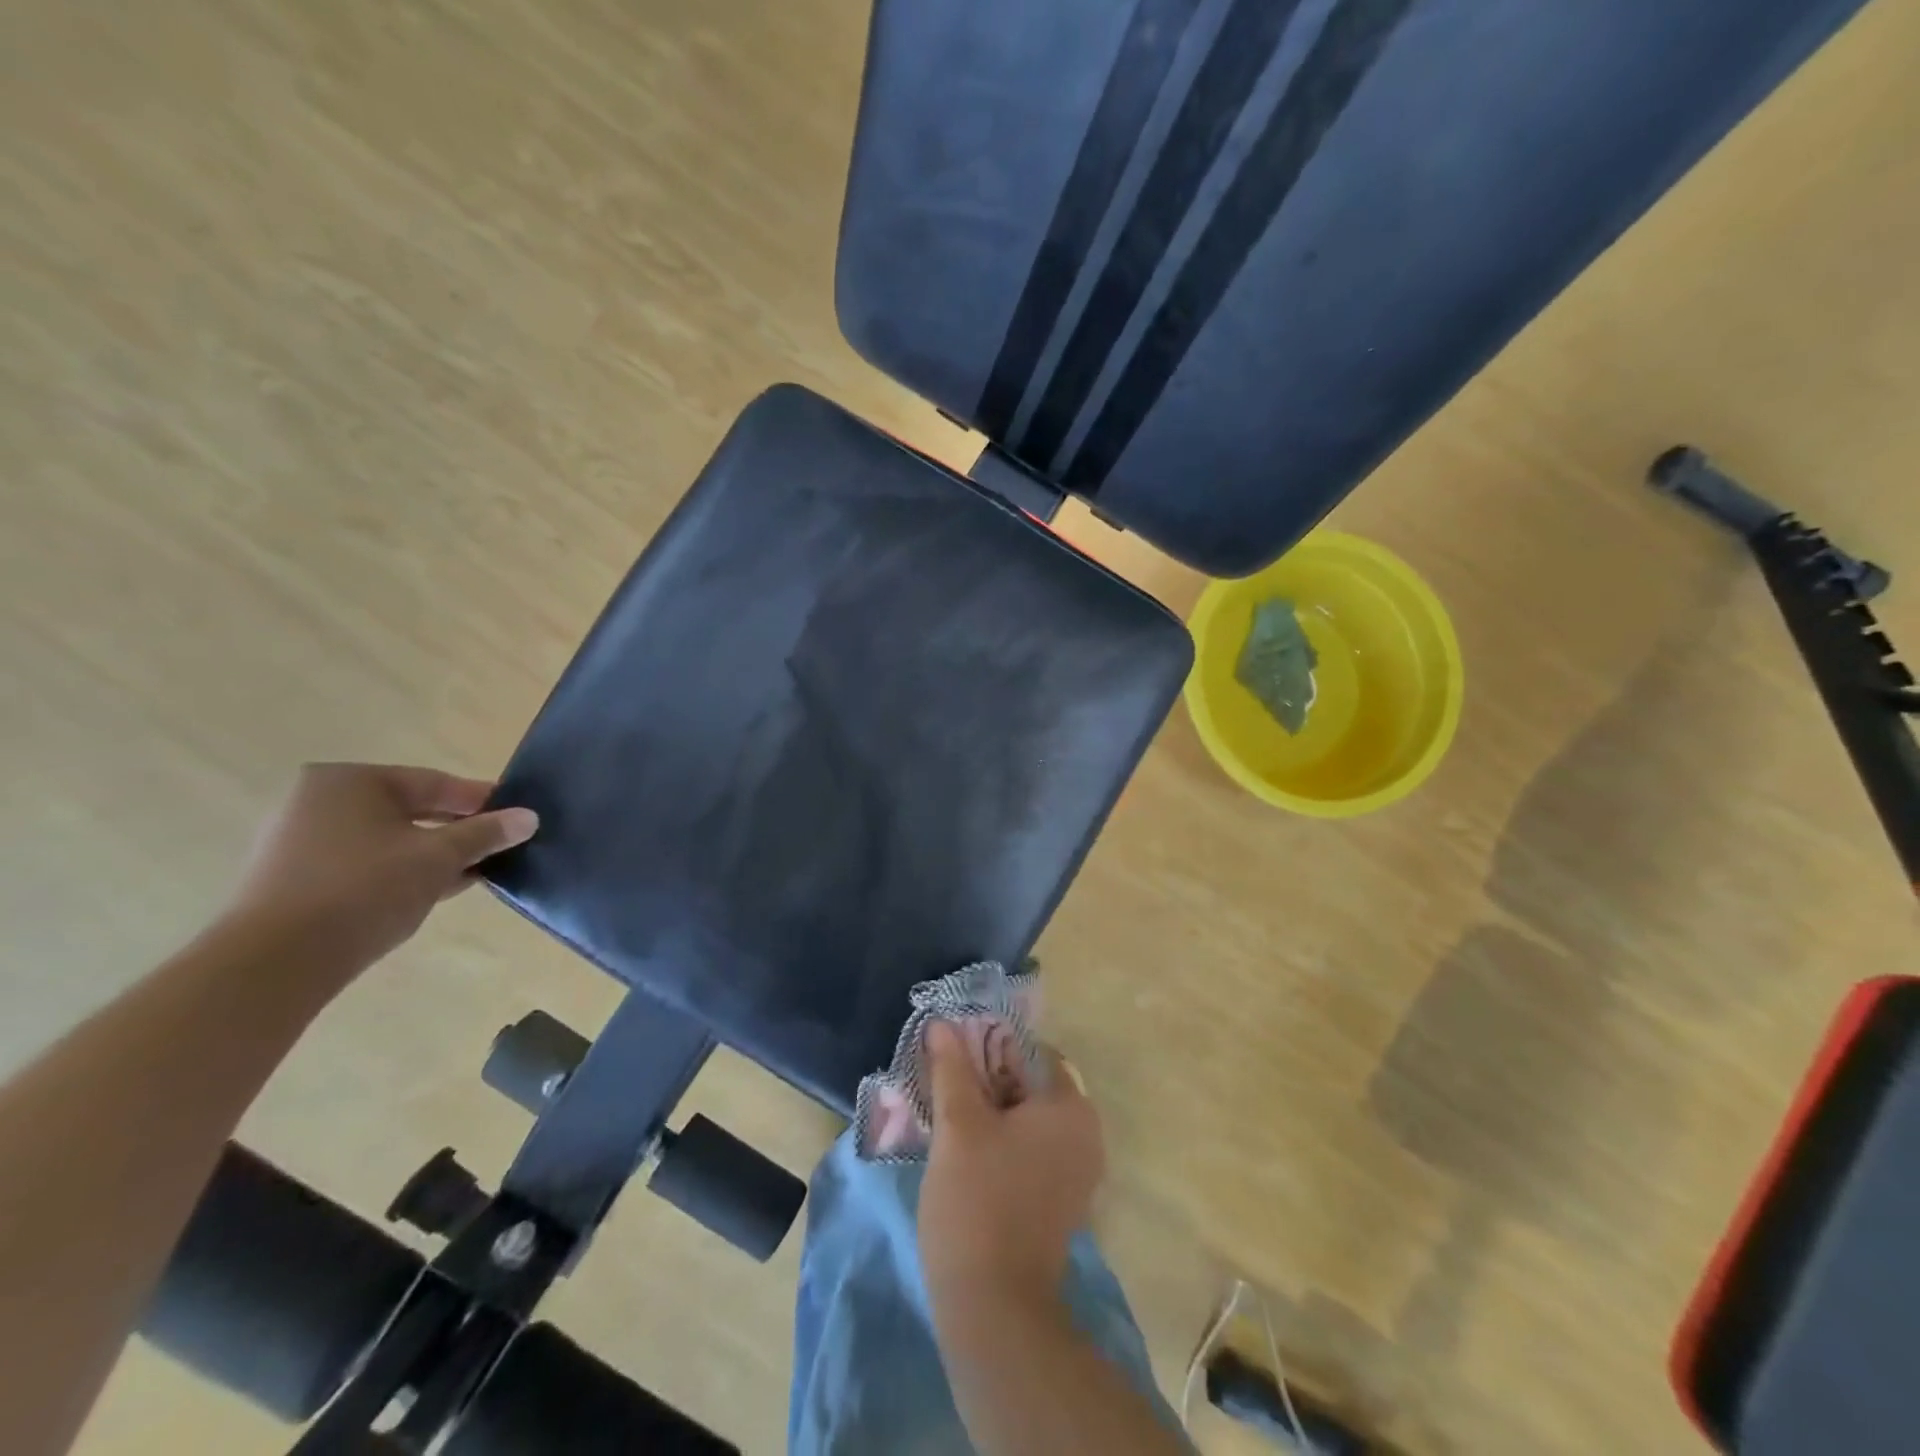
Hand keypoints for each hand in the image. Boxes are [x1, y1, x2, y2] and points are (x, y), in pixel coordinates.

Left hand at [223, 763, 538, 971]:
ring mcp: (300, 843)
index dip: (483, 802)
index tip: (517, 820)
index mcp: (349, 781)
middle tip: (499, 849)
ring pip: (390, 840)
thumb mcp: (439, 857)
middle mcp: (318, 802)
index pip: (436, 783)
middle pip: (411, 810)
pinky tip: (433, 893)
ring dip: (433, 856)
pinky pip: (365, 865)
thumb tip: (530, 817)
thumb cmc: (363, 890)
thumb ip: (486, 833)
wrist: (272, 964)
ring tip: (473, 874)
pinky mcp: (294, 881)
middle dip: (458, 831)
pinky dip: (401, 874)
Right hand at [918, 1021, 1105, 1306]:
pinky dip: (1001, 1140)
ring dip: (988, 1110)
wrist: (995, 1310)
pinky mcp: (1061, 1198)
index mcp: (1070, 1106)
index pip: (1027, 1050)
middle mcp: (1085, 1132)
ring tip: (946, 1115)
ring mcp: (1076, 1169)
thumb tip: (941, 1023)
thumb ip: (951, 1068)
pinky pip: (1029, 1148)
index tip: (949, 1055)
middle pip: (1027, 1083)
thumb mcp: (957, 1125)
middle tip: (942, 1084)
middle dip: (984, 1079)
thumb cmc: (977, 1202)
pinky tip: (964, 1150)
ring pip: (1025, 1117)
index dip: (985, 1046)